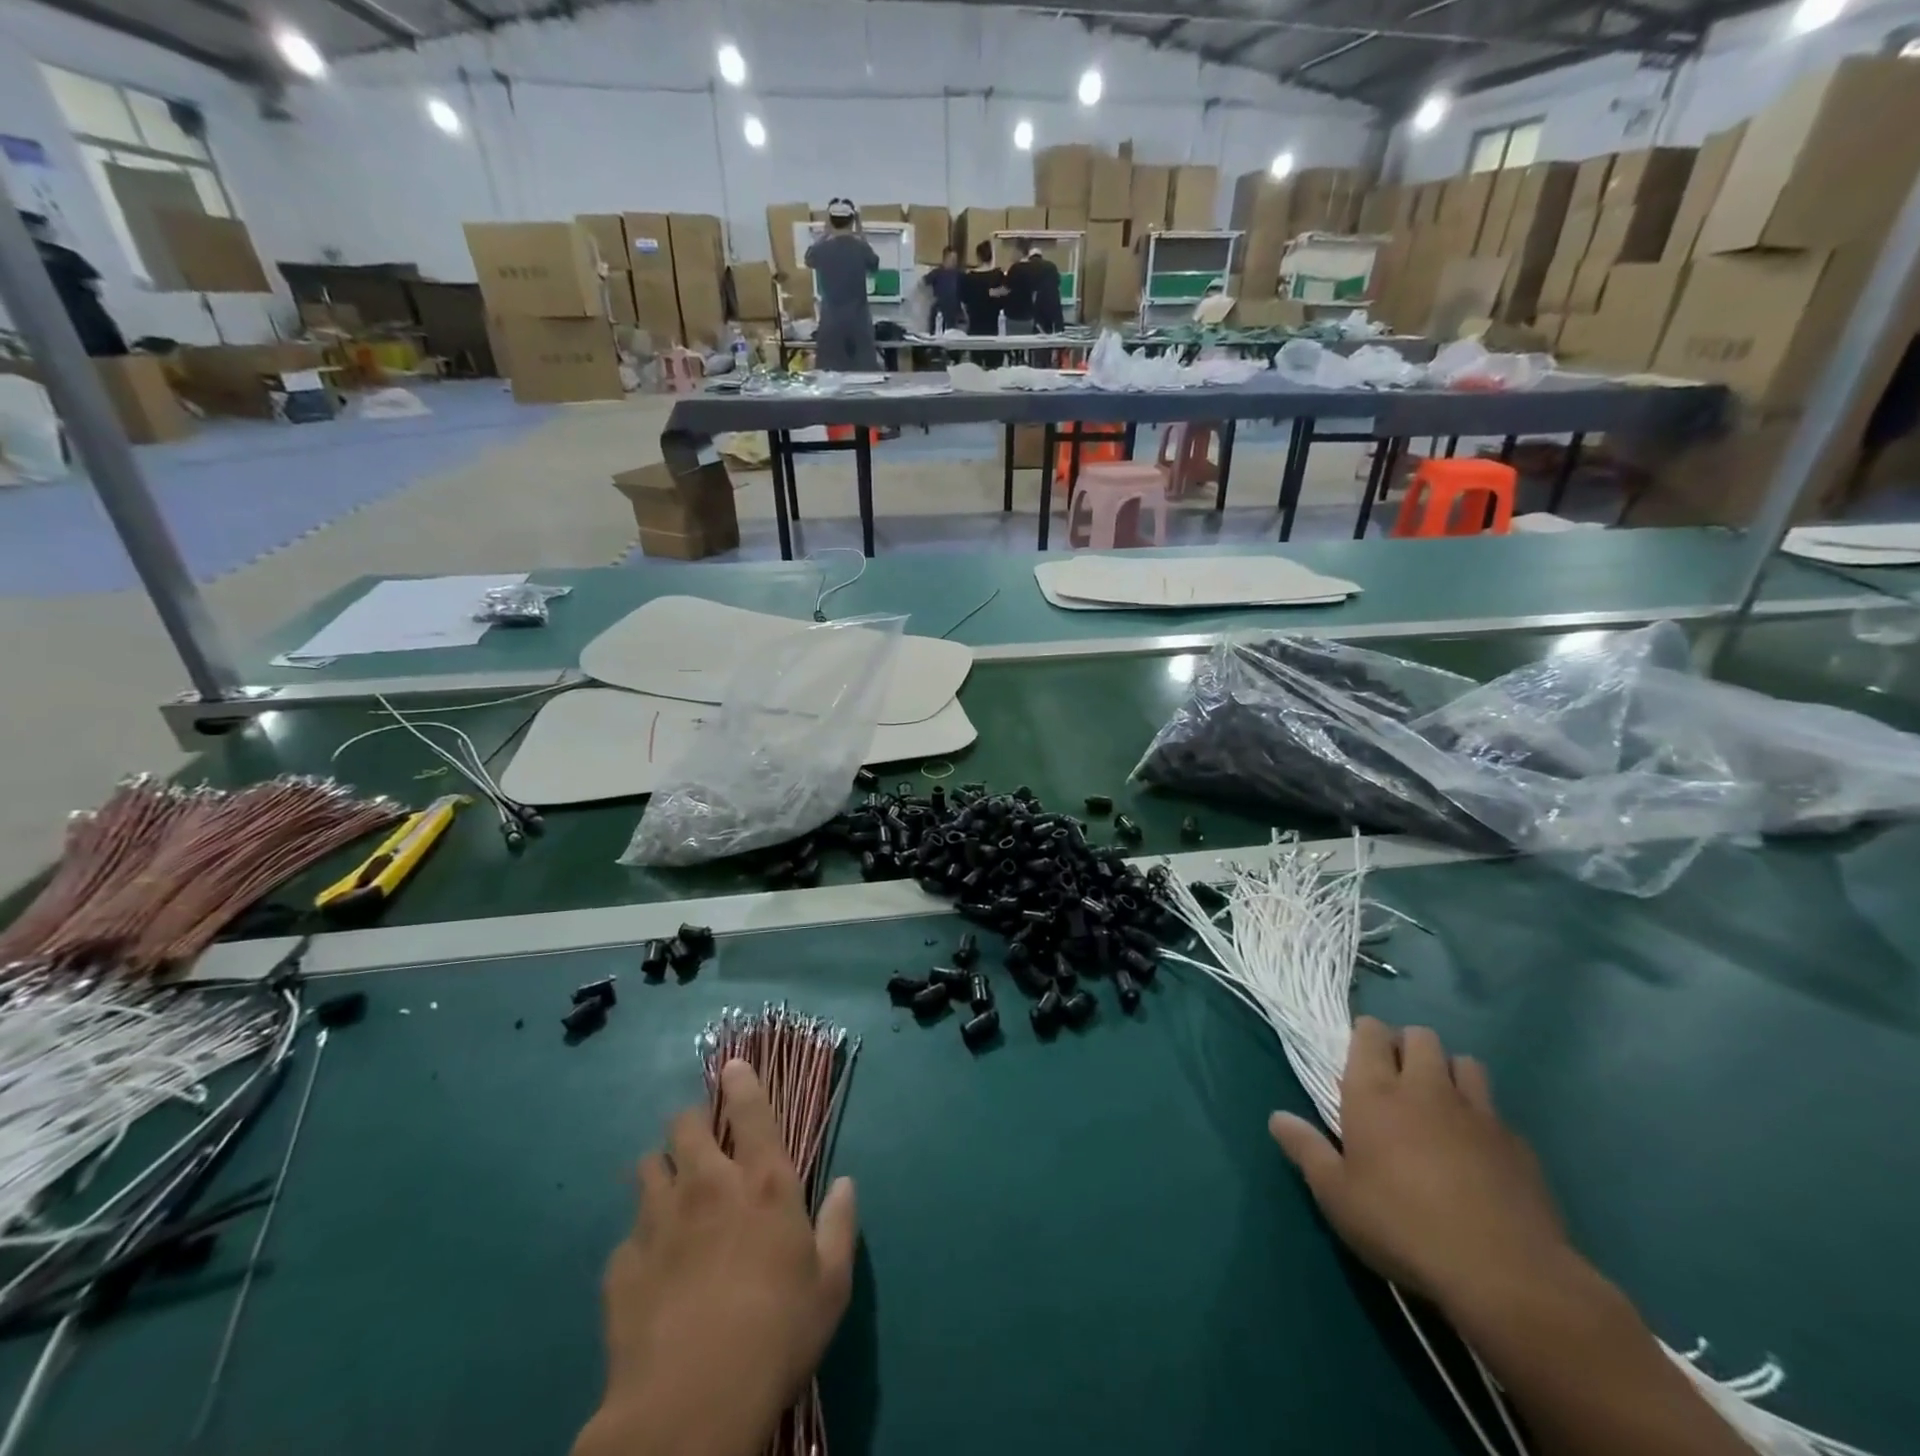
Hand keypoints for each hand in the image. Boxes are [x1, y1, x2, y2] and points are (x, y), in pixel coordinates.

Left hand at [575, 1061, 857, 1455]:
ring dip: (661, 1172)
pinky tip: (649, 1269)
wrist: (690, 1407)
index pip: (751, 1109)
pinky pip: (627, 1235)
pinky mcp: (622, 1265)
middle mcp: (708, 1186)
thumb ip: (840, 1225)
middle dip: (692, 1124)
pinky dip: (639, 1242)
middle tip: (701, 1144)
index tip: (732, 1066)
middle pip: (686, 1124)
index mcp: (763, 1184)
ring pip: (648, 1166)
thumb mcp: (830, 1285)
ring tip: (670, 1196)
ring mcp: (659, 1222)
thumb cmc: (777, 1336)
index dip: (741, 1081)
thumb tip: (845, 1183)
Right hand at [1268, 1017, 1575, 1313]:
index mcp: (1375, 1092)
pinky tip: (1479, 1152)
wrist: (1503, 1273)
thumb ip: (1306, 1149)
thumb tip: (1277, 1118)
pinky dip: (1484, 1119)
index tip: (1359, 1055)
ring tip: (1440, 1104)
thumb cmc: (1401, 1225)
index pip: (1370, 1033)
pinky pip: (1497, 1112)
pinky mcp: (1518, 1145)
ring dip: (1450, 1073)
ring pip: (1465, 1063)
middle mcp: (1425, 1088)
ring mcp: (1477, 1113)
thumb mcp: (1336, 1195)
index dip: (1365, 1035)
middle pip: (1421, 1037)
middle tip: (1397, 1079)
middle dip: (1408, 1046)